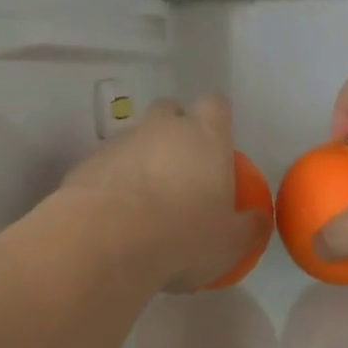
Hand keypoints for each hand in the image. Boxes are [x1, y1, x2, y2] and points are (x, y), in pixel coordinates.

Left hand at [62, 95, 269, 292]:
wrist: (108, 240)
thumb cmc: (183, 236)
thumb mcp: (229, 243)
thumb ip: (248, 227)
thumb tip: (259, 219)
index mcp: (205, 137)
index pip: (215, 104)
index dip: (216, 118)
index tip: (216, 141)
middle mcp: (163, 128)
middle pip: (170, 110)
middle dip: (174, 129)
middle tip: (180, 167)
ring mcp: (122, 141)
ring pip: (135, 136)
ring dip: (141, 157)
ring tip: (142, 199)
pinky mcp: (89, 161)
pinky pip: (107, 162)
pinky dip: (113, 179)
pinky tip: (113, 212)